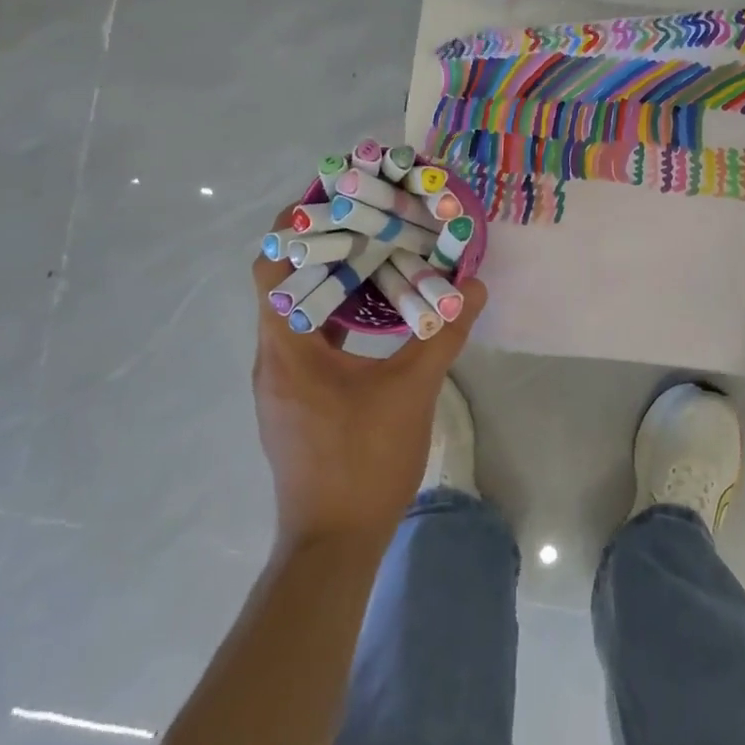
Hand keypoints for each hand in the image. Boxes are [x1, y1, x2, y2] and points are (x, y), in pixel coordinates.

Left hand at [251, 220, 487, 548]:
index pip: (271, 269)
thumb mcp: (412, 391)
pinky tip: (372, 314)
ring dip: (327, 283)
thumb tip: (472, 289)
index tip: (329, 199)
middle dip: (319, 248)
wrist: (332, 545)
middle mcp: (273, 358)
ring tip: (371, 255)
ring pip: (296, 314)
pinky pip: (308, 340)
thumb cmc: (363, 461)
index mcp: (288, 347)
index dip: (293, 229)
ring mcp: (282, 383)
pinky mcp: (295, 402)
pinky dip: (333, 316)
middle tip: (363, 220)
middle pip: (283, 285)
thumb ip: (441, 334)